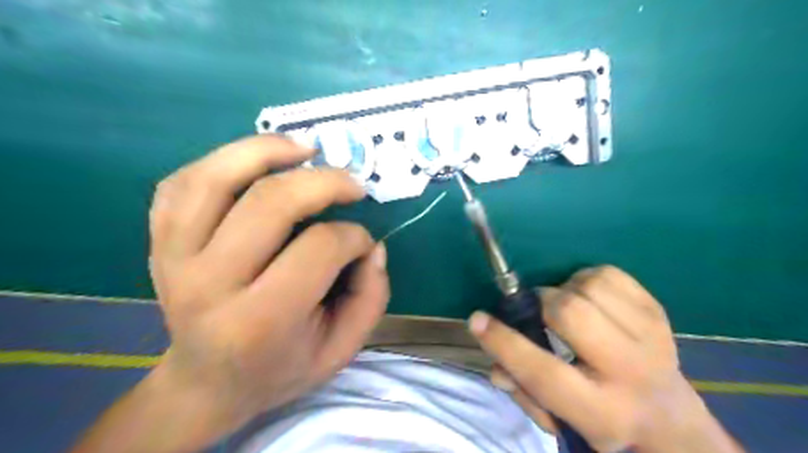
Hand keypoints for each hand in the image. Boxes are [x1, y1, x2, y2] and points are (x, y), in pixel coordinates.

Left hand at [73, 135, 388, 452]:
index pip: (319, 248)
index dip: (353, 236)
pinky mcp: (159, 243)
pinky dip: (223, 161)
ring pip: (217, 178)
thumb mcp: (341, 350)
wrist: (208, 383)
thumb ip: (370, 298)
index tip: (363, 243)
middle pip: (271, 202)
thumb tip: (372, 247)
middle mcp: (210, 284)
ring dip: (267, 150)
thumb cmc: (281, 367)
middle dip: (324, 181)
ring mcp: (174, 258)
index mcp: (260, 321)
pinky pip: (184, 183)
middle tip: (353, 184)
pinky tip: (256, 162)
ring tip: (305, 149)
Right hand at [468, 265, 744, 451]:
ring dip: (565, 290)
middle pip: (572, 315)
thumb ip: (522, 391)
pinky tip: (587, 298)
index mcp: (601, 410)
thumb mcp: (560, 418)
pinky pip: (607, 273)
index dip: (505, 343)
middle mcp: (630, 372)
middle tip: (537, 311)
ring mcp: (650, 336)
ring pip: (588, 287)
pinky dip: (586, 279)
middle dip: (543, 304)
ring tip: (566, 306)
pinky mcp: (656, 310)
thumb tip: (496, 363)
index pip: (543, 372)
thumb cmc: (600, 415)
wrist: (666, 413)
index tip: (477, 320)